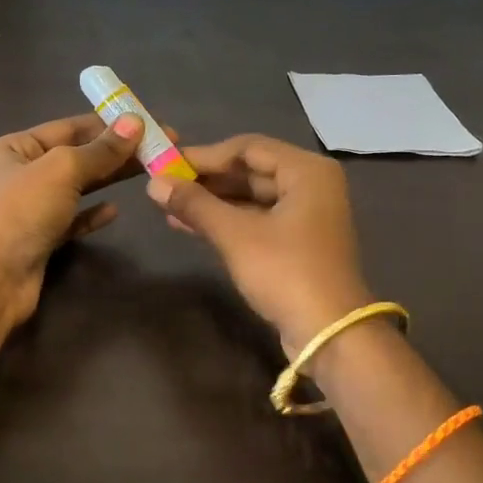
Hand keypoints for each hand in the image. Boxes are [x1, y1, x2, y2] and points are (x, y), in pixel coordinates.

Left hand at [0, 112, 147, 324]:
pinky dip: (92, 214)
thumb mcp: (62, 169)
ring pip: (77, 188)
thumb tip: (135, 122)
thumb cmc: (20, 211)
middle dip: (115, 151)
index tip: (148, 122)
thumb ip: (100, 149)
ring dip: (109, 179)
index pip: (67, 127)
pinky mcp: (40, 240)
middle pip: (76, 156)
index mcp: (14, 148)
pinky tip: (115, 211)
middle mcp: (19, 175)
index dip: (108, 123)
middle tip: (160, 148)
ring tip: (148, 172)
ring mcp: (29, 210)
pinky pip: (72, 220)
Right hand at [146, 134, 372, 351]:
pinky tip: (189, 225)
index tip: (166, 163)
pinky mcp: (297, 242)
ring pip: (251, 197)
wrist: (328, 334)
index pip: (247, 148)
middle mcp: (311, 185)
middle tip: (163, 184)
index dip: (204, 155)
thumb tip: (153, 183)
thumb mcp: (235, 235)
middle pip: (250, 171)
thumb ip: (195, 204)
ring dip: (211, 201)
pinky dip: (226, 220)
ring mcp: (306, 215)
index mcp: (306, 171)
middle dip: (206, 179)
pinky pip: (256, 219)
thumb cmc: (285, 273)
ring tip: (168, 205)